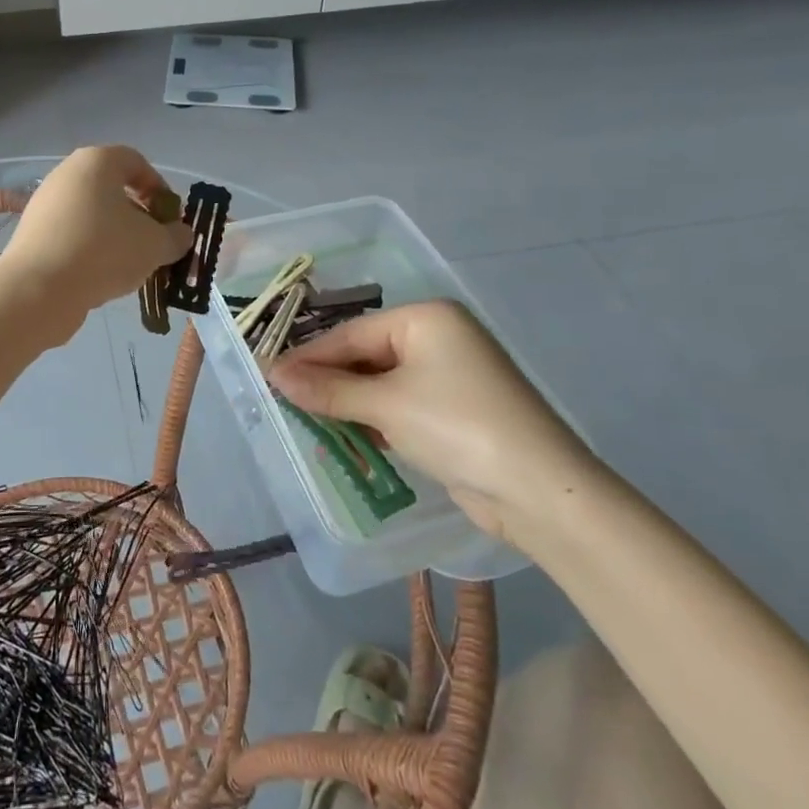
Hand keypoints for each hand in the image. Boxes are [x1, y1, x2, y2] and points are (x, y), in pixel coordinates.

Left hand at [0, 147, 192, 342]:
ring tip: (130, 265)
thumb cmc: (103, 252)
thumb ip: (175, 236)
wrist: (38, 289)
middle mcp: (67, 173)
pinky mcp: (33, 233)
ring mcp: (46, 203)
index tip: (171, 218)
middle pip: (113, 188)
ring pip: (92, 213)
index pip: (137, 162)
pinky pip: (72, 233)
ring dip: (115, 234)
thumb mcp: (154, 245)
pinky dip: (90, 248)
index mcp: (97, 162)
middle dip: (139, 215)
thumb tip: (181, 235)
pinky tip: (101, 275)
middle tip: (154, 243)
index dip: (159, 188)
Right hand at [268, 300, 599, 541]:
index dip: (310, 357)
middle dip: (330, 382)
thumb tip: (275, 375)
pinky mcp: (455, 410)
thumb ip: (328, 390)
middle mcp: (439, 337)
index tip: (270, 376)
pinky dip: (374, 419)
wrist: (538, 490)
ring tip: (307, 421)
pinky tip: (347, 437)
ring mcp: (450, 375)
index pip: (352, 333)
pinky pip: (401, 404)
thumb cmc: (456, 426)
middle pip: (367, 355)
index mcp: (426, 318)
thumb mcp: (385, 405)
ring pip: (381, 382)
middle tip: (286, 401)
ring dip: (348, 404)